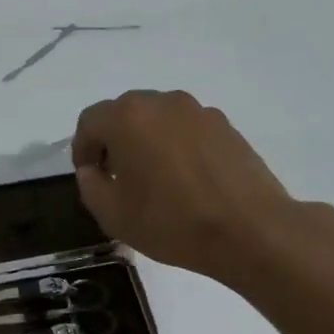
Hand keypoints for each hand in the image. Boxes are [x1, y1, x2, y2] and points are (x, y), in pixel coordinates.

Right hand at [72, 89, 324, 285]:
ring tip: (154, 179)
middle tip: (117, 177)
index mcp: (127, 118)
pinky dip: (176, 146)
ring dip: (146, 141)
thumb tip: (92, 170)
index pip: (90, 121)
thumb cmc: (172, 222)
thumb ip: (89, 184)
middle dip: (113, 141)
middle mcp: (162, 103)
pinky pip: (186, 129)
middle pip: (124, 113)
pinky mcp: (226, 126)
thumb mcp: (112, 214)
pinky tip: (185, 180)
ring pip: (157, 119)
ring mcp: (198, 111)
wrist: (251, 230)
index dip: (82, 148)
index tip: (89, 176)